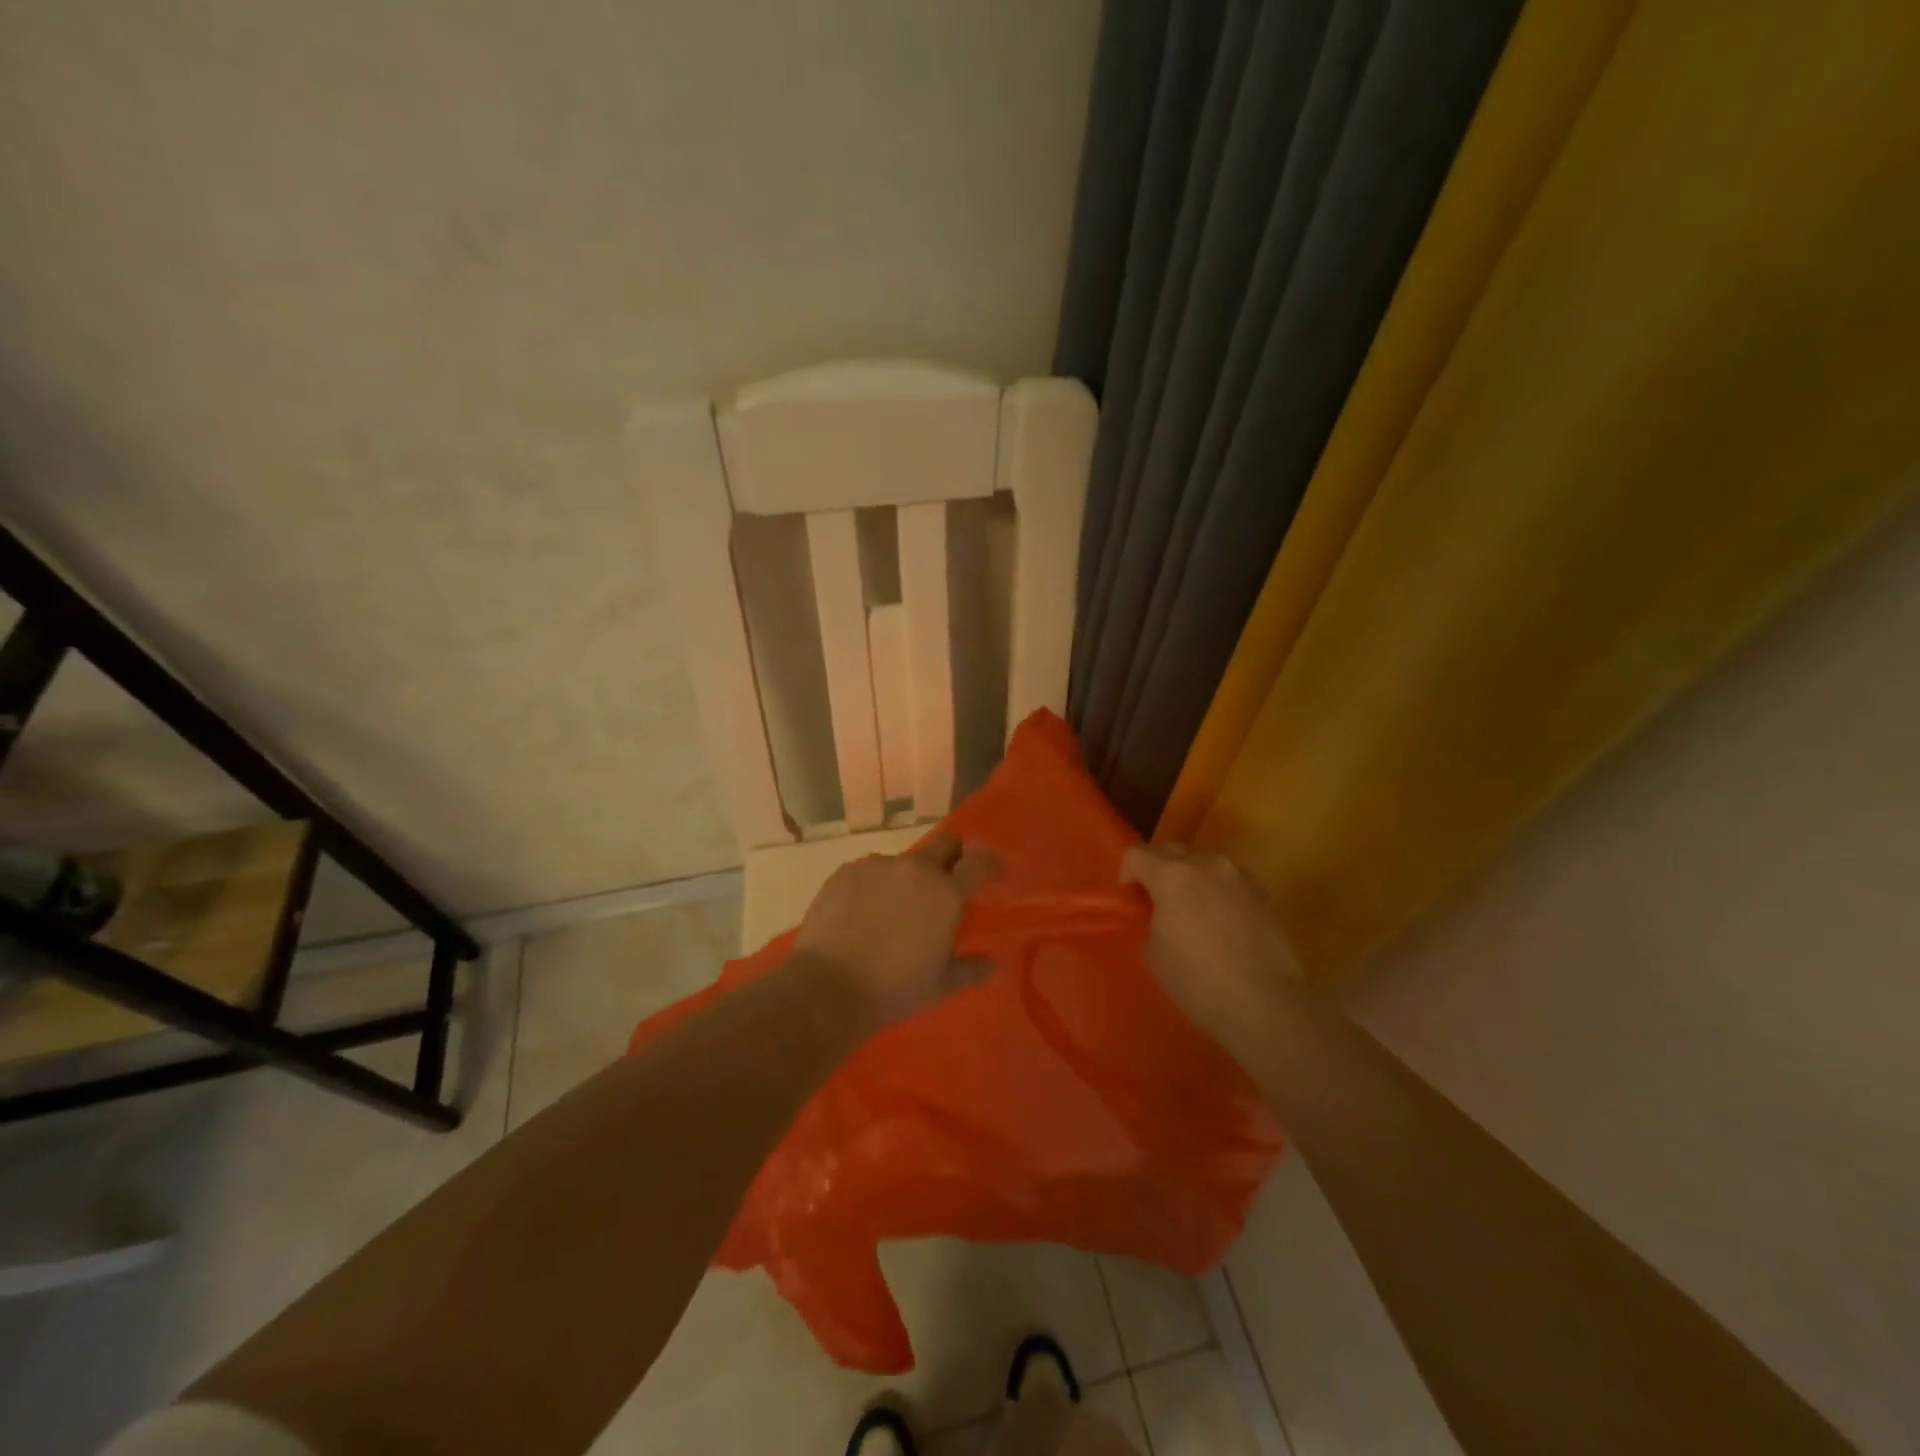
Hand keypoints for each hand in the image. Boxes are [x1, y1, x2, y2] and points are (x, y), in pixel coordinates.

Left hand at [793, 835, 1001, 1029]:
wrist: (827, 989)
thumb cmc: (893, 990)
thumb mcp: (940, 985)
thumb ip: (970, 970)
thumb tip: (993, 966)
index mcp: (946, 893)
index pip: (980, 862)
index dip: (990, 864)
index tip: (992, 874)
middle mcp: (915, 870)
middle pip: (945, 844)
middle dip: (953, 857)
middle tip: (947, 884)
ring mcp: (878, 866)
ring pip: (905, 861)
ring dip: (909, 877)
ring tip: (895, 909)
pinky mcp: (846, 871)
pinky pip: (871, 870)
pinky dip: (876, 885)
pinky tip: (863, 913)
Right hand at [1120, 845, 1299, 1044]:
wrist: (1262, 1001)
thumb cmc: (1197, 979)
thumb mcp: (1153, 952)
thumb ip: (1149, 920)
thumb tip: (1158, 914)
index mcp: (1171, 875)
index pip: (1136, 854)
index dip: (1127, 874)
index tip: (1131, 900)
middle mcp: (1205, 863)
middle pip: (1170, 850)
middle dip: (1157, 870)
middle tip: (1156, 901)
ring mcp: (1238, 875)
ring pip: (1203, 861)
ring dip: (1190, 877)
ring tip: (1191, 909)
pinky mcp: (1262, 892)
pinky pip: (1228, 879)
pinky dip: (1216, 890)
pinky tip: (1220, 921)